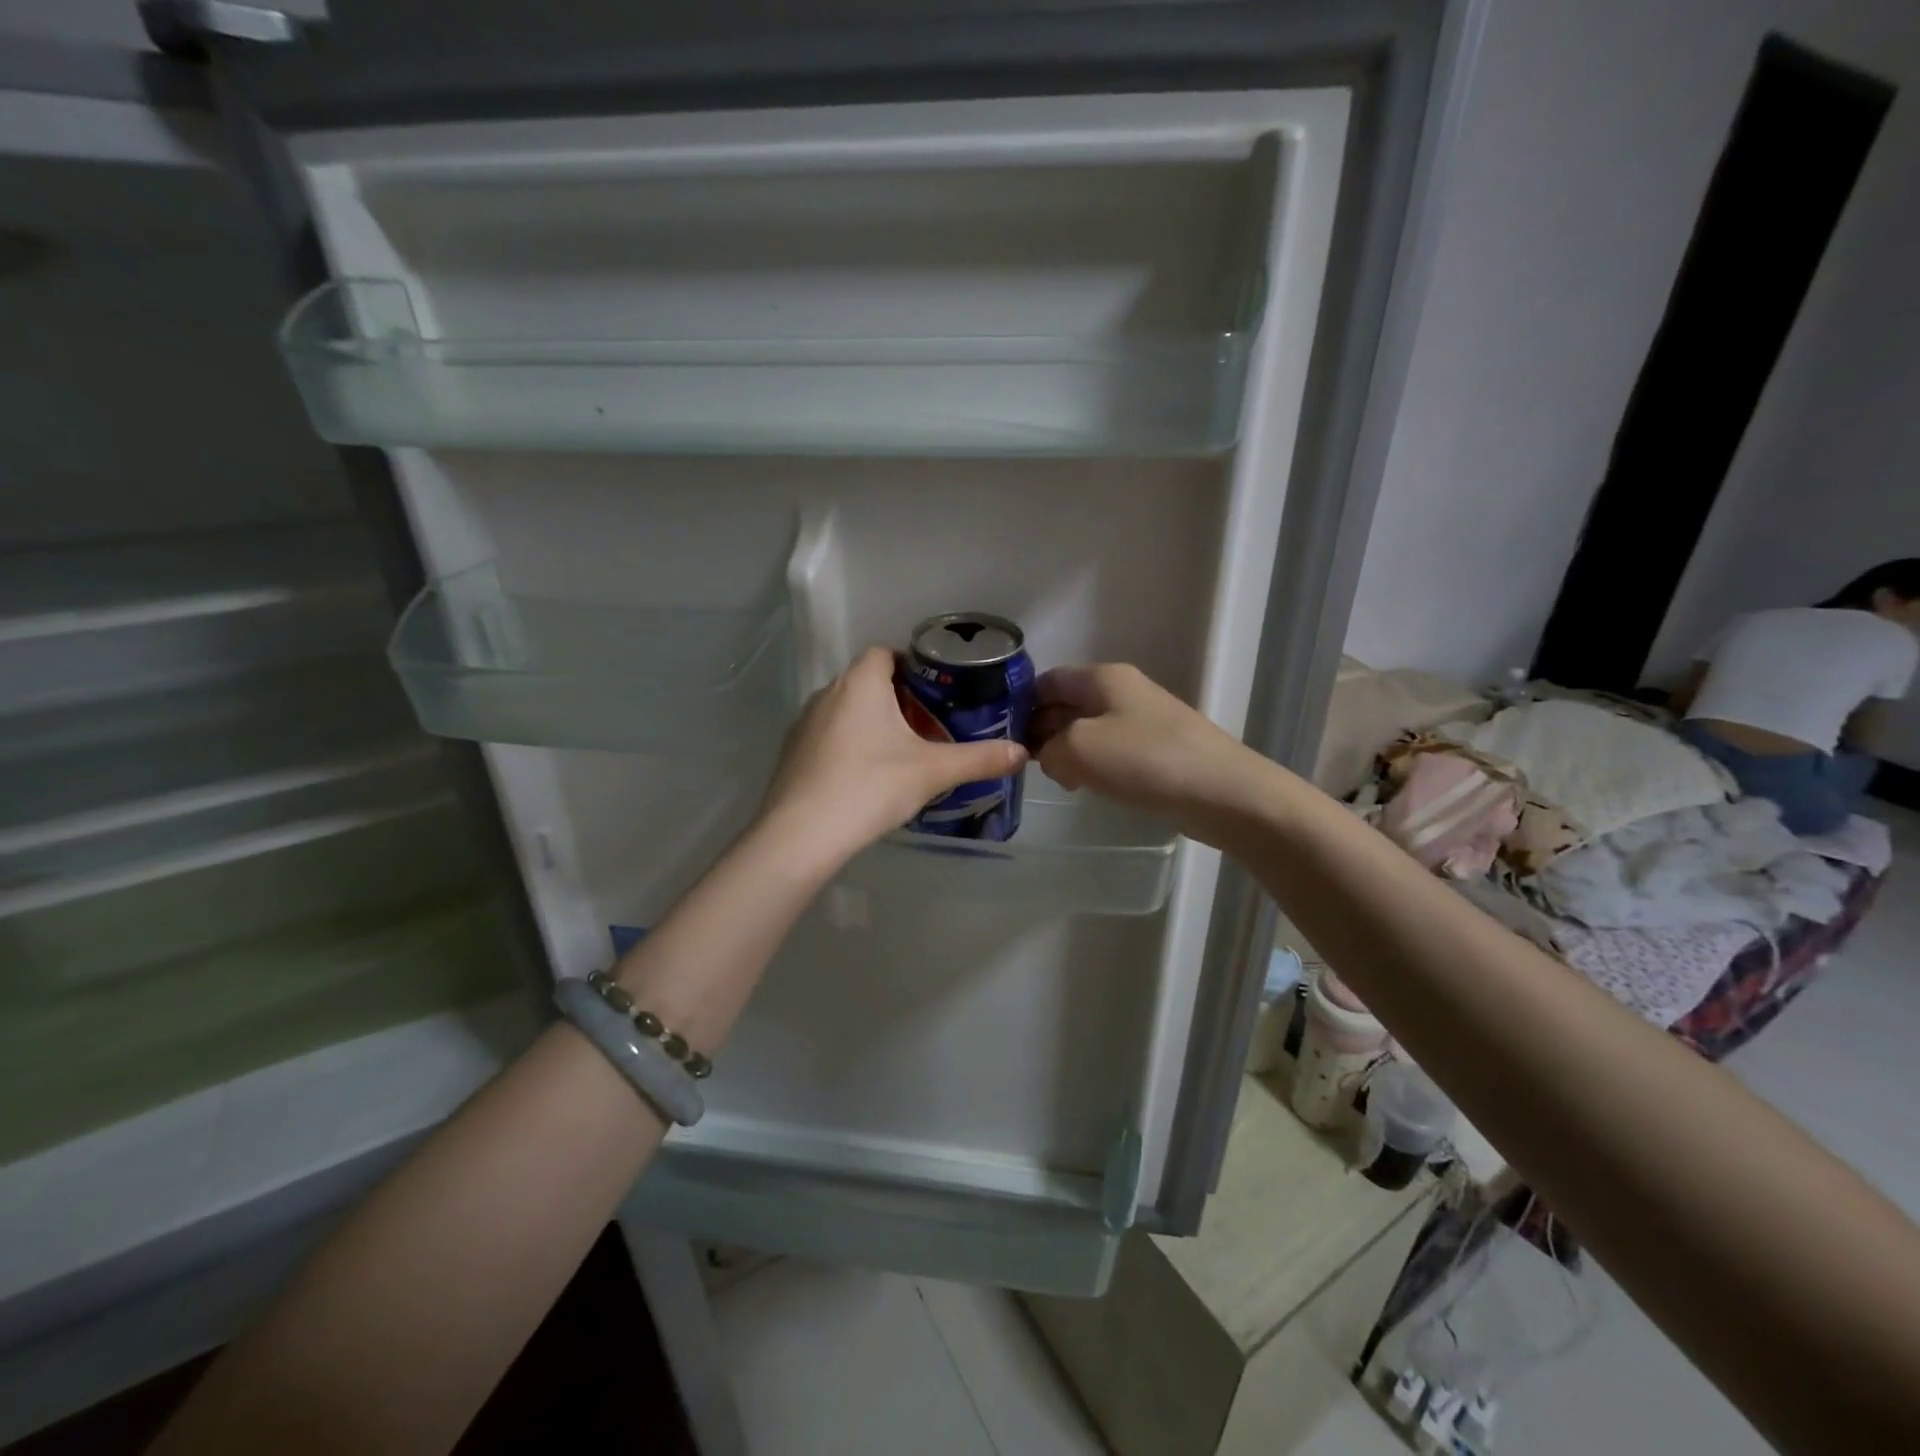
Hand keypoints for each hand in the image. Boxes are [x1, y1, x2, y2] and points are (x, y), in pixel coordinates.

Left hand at [755, 646, 1027, 868]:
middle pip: (867, 682)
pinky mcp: (793, 753)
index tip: (936, 692)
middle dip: (897, 698)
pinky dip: (849, 746)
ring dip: (871, 722)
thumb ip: (979, 759)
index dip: (911, 665)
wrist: (802, 834)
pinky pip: (829, 736)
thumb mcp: (932, 772)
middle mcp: (828, 693)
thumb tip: (1022, 753)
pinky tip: (866, 777)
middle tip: (928, 726)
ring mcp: (805, 723)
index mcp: (861, 683)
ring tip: (901, 753)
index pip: (885, 653)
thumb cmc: (871, 786)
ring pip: (846, 710)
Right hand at [1030, 663, 1255, 836]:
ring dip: (1066, 751)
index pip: (1047, 679)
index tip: (999, 733)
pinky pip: (1110, 751)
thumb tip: (1048, 756)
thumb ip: (1048, 748)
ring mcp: (1141, 720)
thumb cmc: (1146, 760)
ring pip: (1087, 729)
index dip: (1020, 703)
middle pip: (1066, 703)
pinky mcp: (1156, 750)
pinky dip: (1092, 765)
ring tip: (1054, 779)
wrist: (1223, 793)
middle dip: (1041, 730)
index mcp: (1103, 678)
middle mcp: (1121, 691)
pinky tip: (1086, 787)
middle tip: (1020, 763)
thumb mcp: (1079, 749)